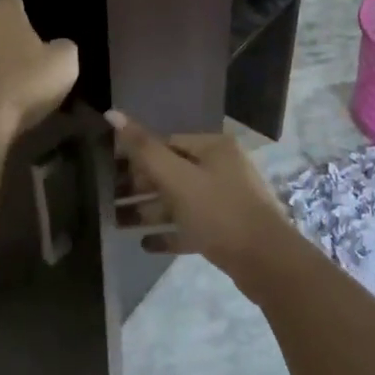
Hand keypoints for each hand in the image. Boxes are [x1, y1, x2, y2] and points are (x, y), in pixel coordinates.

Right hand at [108, 113, 293, 285]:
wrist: (267, 262)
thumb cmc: (219, 212)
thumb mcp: (177, 178)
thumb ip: (143, 149)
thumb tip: (112, 113)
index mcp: (213, 148)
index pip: (166, 143)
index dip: (137, 155)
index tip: (109, 171)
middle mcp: (221, 168)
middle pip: (171, 172)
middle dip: (139, 186)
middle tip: (107, 199)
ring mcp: (225, 200)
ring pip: (178, 201)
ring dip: (149, 211)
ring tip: (116, 223)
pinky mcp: (225, 231)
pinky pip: (190, 227)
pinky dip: (168, 233)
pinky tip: (144, 244)